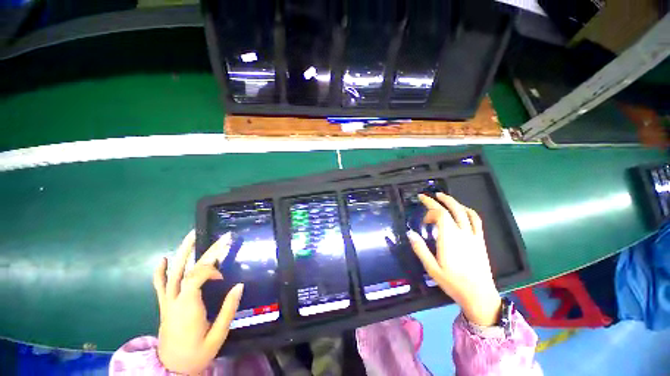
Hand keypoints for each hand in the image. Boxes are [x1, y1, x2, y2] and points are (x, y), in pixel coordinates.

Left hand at [153, 230, 243, 374]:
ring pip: (172, 273)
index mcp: (188, 308)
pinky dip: (161, 271)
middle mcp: (175, 301)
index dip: (211, 270)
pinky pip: (159, 286)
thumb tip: (240, 285)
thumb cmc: (197, 353)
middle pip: (188, 270)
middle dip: (205, 251)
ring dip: (182, 253)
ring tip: (191, 235)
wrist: (172, 369)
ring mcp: (167, 302)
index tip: (223, 277)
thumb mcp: (218, 335)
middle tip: (221, 238)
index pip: (196, 277)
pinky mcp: (164, 305)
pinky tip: (164, 259)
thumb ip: (228, 309)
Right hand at [406, 193, 500, 325]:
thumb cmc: (452, 282)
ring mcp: (473, 235)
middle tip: (426, 196)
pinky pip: (476, 220)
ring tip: (442, 197)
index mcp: (449, 238)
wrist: (479, 295)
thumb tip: (410, 232)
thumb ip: (420, 249)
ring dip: (452, 201)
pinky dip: (467, 210)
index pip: (440, 215)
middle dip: (436, 200)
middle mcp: (461, 233)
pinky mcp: (479, 240)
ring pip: (463, 211)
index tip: (422, 218)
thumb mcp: (431, 268)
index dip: (429, 210)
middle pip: (450, 209)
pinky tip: (461, 209)